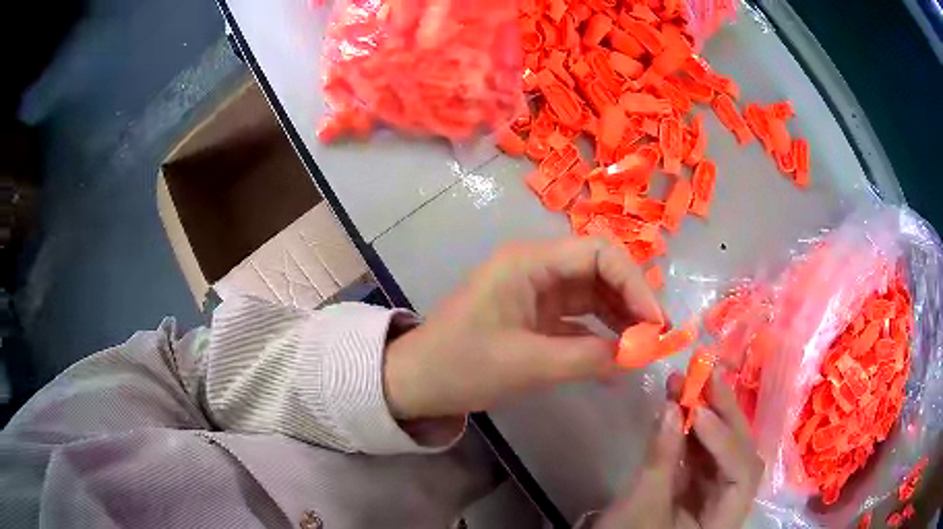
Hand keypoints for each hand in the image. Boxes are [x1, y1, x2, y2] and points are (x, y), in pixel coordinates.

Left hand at [384, 237, 662, 419]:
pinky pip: (578, 317)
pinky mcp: (535, 315)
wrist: (416, 381)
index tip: (656, 322)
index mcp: (529, 262)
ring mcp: (536, 291)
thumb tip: (637, 356)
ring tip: (642, 349)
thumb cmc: (461, 365)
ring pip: (592, 294)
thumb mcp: (526, 364)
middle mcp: (536, 267)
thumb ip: (586, 358)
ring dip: (619, 318)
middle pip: (600, 270)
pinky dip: (599, 335)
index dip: (634, 283)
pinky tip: (617, 357)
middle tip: (654, 338)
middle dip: (631, 300)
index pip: (598, 253)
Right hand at [595, 371, 763, 528]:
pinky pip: (700, 451)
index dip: (724, 443)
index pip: (741, 475)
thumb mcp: (642, 506)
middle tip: (704, 374)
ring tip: (686, 381)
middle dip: (723, 413)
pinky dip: (691, 428)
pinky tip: (678, 405)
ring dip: (705, 413)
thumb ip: (661, 459)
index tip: (699, 413)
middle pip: (738, 452)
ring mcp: (713, 490)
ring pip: (720, 447)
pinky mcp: (696, 483)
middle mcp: (729, 501)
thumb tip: (670, 408)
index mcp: (725, 520)